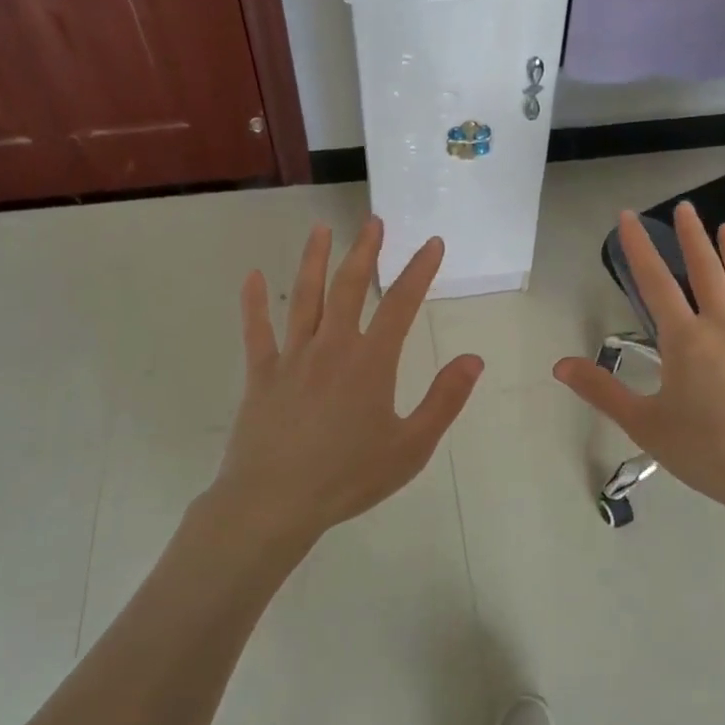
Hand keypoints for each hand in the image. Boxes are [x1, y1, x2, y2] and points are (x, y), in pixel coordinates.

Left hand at [212, 217, 483, 544]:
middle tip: (373, 222)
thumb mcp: (411, 447)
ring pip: (304, 298)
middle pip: (350, 287)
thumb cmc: (348, 477)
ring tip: (321, 230)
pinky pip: (257, 332)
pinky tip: (252, 277)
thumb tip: (473, 359)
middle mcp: (332, 347)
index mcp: (371, 362)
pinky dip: (254, 303)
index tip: (432, 243)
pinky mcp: (261, 375)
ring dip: (314, 261)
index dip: (419, 270)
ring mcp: (292, 358)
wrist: (275, 502)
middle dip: (365, 252)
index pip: (401, 304)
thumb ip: (444, 400)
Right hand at [553, 202, 724, 531]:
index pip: (655, 283)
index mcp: (686, 340)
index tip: (628, 218)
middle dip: (693, 238)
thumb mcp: (643, 424)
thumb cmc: (707, 452)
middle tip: (686, 208)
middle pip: (707, 272)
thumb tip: (560, 364)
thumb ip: (602, 390)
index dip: (639, 248)